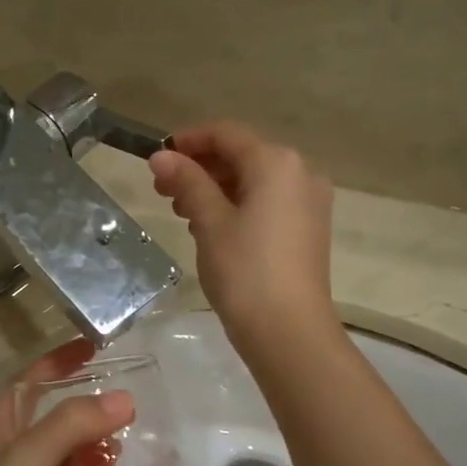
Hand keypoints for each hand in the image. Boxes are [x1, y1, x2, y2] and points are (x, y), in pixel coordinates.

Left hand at [0, 343, 135, 465]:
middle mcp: (17, 461)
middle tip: (136, 408)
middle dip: (92, 414)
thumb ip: (70, 426)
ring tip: (144, 452)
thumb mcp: (23, 461)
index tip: (96, 348)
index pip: (29, 384)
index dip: (57, 363)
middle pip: (59, 424)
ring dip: (104, 456)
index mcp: (1, 434)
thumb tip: (124, 399)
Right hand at [149, 122, 337, 352]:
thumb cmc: (245, 270)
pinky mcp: (308, 229)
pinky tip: (210, 226)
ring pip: (254, 181)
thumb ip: (187, 182)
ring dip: (215, 188)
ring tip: (181, 211)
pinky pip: (267, 203)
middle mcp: (300, 173)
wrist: (289, 331)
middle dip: (200, 167)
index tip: (157, 157)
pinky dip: (237, 205)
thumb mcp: (209, 221)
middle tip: (162, 189)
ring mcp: (308, 203)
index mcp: (277, 163)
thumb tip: (161, 155)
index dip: (189, 140)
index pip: (226, 134)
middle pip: (242, 156)